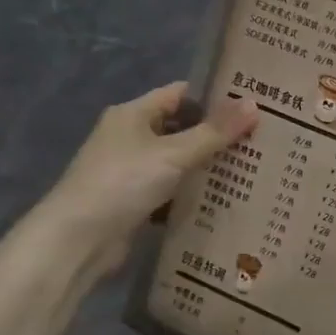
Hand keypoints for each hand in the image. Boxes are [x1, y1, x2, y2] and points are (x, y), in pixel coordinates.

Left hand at [34, 83, 257, 272]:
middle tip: (259, 137)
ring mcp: (129, 170)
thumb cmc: (123, 183)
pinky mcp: (132, 201)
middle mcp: (128, 137)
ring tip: (250, 166)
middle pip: (180, 127)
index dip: (213, 95)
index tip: (250, 102)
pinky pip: (170, 189)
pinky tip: (221, 197)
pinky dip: (191, 192)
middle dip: (215, 133)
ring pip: (177, 160)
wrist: (76, 241)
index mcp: (132, 114)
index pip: (180, 94)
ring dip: (205, 165)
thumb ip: (214, 132)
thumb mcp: (174, 154)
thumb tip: (254, 104)